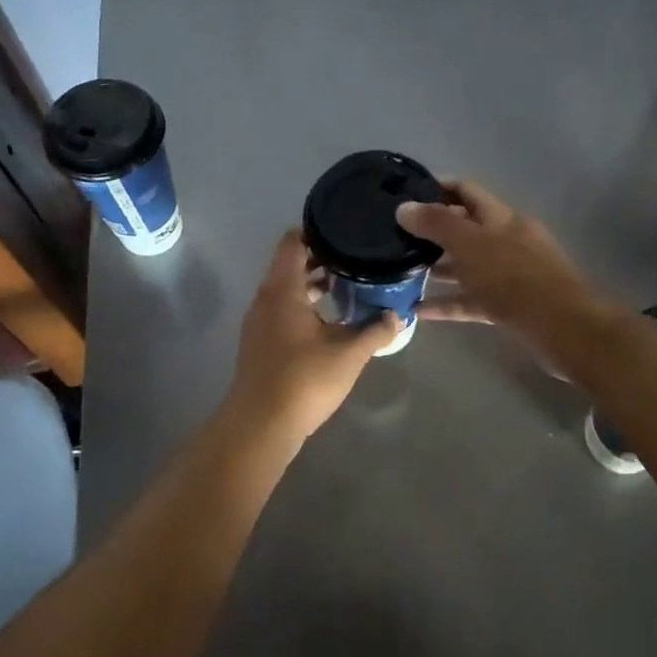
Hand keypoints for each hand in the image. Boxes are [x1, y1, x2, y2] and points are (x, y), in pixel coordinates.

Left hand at [222, 230, 401, 443]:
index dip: (316, 231)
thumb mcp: (349, 353)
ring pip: (287, 290)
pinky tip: (330, 321)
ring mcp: (259, 323)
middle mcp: (266, 299)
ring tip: (349, 286)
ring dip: (314, 286)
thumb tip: (397, 315)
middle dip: (322, 260)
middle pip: (290, 265)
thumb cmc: (304, 380)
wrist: (260, 426)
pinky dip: (304, 306)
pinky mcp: (260, 344)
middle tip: (356, 258)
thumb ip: (375, 330)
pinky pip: (283, 311)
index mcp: (283, 290)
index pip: (293, 243)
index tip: (345, 231)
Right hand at [396, 180, 606, 352]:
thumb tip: (404, 207)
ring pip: (467, 266)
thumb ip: (436, 224)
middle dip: (433, 232)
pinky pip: (471, 299)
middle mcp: (506, 241)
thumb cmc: (514, 278)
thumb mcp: (470, 245)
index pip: (466, 191)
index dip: (437, 188)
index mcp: (501, 217)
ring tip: (402, 272)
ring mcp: (509, 275)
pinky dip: (447, 303)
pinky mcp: (508, 306)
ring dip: (438, 267)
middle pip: (466, 229)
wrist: (562, 328)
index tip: (405, 194)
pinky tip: (419, 310)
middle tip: (396, 238)